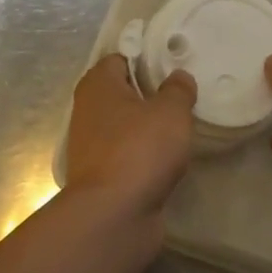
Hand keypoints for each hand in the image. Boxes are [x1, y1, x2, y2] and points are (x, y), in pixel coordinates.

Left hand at [65, 54, 196, 218]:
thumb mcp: (171, 112)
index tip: (174, 66)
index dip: (146, 59)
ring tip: (181, 128)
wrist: (114, 214)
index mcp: (97, 86)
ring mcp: (92, 147)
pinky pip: (128, 156)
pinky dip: (145, 156)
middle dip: (150, 95)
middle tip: (183, 97)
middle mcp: (88, 112)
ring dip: (148, 129)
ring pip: (125, 127)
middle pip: (122, 94)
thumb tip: (178, 78)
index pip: (120, 58)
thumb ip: (178, 90)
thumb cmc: (140, 150)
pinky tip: (168, 159)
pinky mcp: (102, 177)